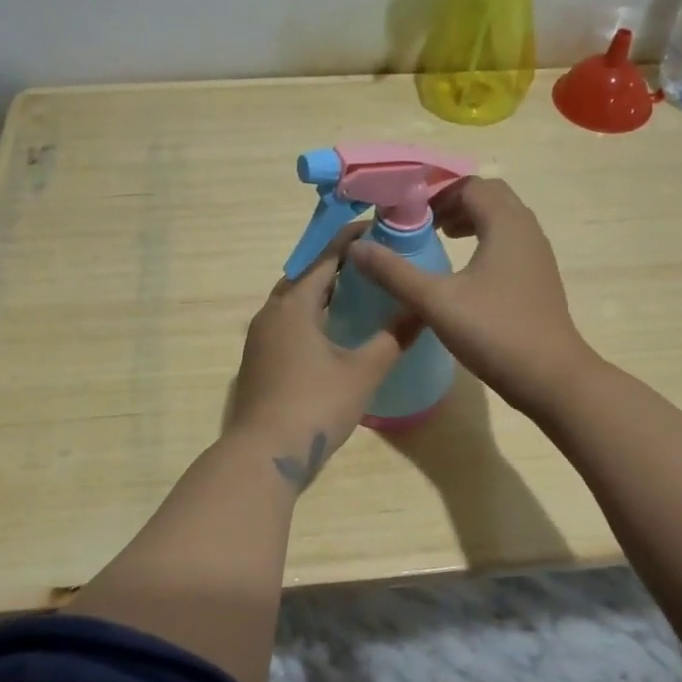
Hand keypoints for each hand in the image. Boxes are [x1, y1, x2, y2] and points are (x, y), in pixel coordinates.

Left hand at [226, 223, 420, 489]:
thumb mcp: (362, 372)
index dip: (351, 239)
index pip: (325, 257)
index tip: (379, 226)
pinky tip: (334, 329)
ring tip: (359, 290)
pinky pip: (288, 321)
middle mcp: (271, 312)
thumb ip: (393, 338)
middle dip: (338, 263)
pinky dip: (311, 313)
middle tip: (374, 260)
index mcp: (294, 305)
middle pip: (306, 274)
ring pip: (294, 299)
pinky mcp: (259, 359)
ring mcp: (260, 337)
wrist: (263, 455)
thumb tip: (422, 310)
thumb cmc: (315, 406)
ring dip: (322, 289)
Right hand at [348, 178, 591, 415]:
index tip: (406, 210)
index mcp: (505, 224)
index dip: (436, 192)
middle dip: (454, 202)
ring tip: (440, 239)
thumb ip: (394, 273)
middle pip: (489, 196)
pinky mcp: (539, 277)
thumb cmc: (494, 332)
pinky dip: (486, 241)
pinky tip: (465, 272)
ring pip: (503, 219)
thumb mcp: (436, 302)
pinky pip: (510, 242)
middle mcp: (527, 230)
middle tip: (423, 221)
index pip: (469, 185)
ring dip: (471, 220)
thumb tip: (356, 247)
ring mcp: (538, 254)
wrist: (551, 377)